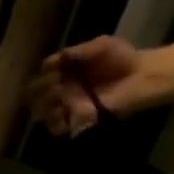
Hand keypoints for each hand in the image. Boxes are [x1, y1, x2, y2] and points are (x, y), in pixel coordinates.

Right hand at [25, 36, 146, 135]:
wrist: (139, 77)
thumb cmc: (122, 58)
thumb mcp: (100, 46)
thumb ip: (78, 51)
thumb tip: (54, 60)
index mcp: (66, 70)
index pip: (43, 73)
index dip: (44, 72)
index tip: (55, 68)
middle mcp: (63, 89)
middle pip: (35, 95)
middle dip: (41, 91)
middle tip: (57, 86)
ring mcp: (67, 106)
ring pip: (40, 113)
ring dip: (45, 107)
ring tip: (60, 100)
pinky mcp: (76, 120)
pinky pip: (56, 128)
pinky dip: (56, 123)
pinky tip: (64, 114)